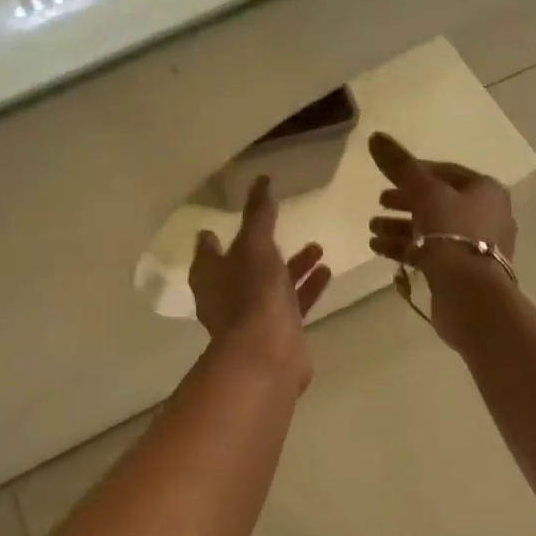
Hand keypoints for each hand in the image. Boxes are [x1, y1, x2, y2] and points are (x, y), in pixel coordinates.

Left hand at [190, 175, 332, 391]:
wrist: (267, 355)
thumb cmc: (252, 293)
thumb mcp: (255, 245)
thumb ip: (259, 214)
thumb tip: (261, 180)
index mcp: (210, 275)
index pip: (208, 250)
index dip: (215, 237)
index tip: (223, 223)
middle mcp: (226, 296)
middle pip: (244, 267)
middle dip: (266, 248)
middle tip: (284, 229)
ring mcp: (252, 317)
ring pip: (273, 284)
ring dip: (294, 267)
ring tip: (318, 248)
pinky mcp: (278, 332)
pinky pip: (294, 304)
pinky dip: (308, 287)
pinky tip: (327, 273)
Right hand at [367, 132, 517, 348]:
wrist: (471, 295)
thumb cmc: (452, 234)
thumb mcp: (424, 192)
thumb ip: (400, 166)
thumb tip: (375, 136)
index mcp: (485, 191)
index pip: (445, 172)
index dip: (414, 172)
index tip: (387, 179)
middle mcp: (486, 216)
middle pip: (437, 202)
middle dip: (404, 202)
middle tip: (379, 203)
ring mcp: (476, 247)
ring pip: (432, 229)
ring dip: (400, 227)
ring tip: (372, 230)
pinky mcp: (462, 272)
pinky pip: (431, 252)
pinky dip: (406, 248)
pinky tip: (378, 249)